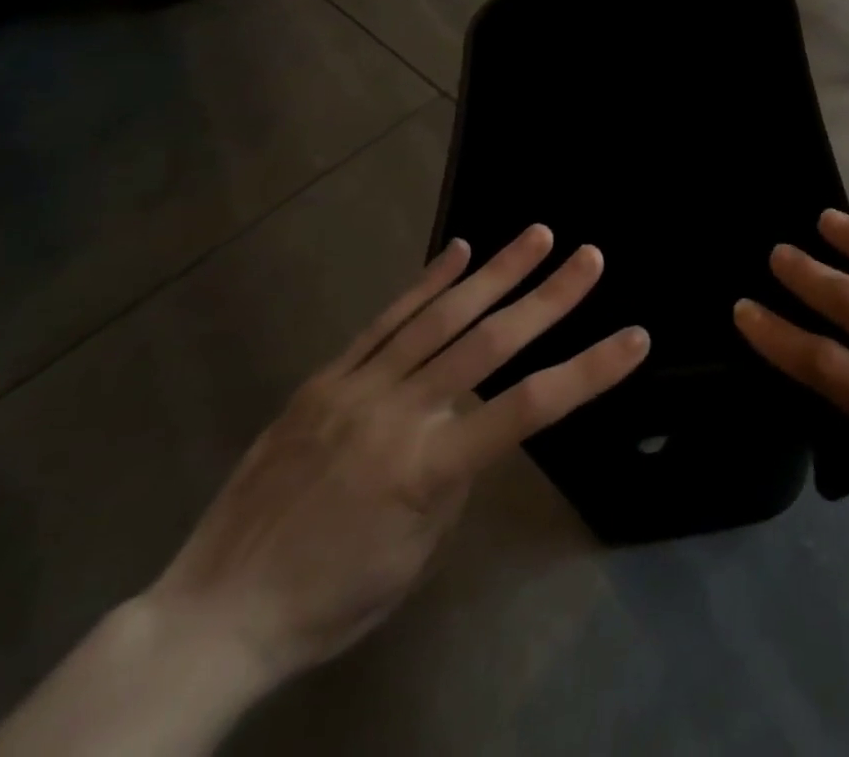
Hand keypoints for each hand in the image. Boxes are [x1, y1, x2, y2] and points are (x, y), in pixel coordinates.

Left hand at [145, 226, 648, 685]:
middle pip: (488, 343)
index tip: (635, 338)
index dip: (589, 370)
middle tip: (589, 256)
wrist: (213, 614)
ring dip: (496, 272)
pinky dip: (427, 282)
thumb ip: (455, 473)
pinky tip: (459, 250)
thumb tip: (470, 417)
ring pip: (440, 317)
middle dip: (548, 296)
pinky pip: (385, 321)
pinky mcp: (326, 379)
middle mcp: (399, 414)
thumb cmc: (332, 598)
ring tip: (538, 234)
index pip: (529, 408)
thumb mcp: (417, 551)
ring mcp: (357, 389)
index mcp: (429, 469)